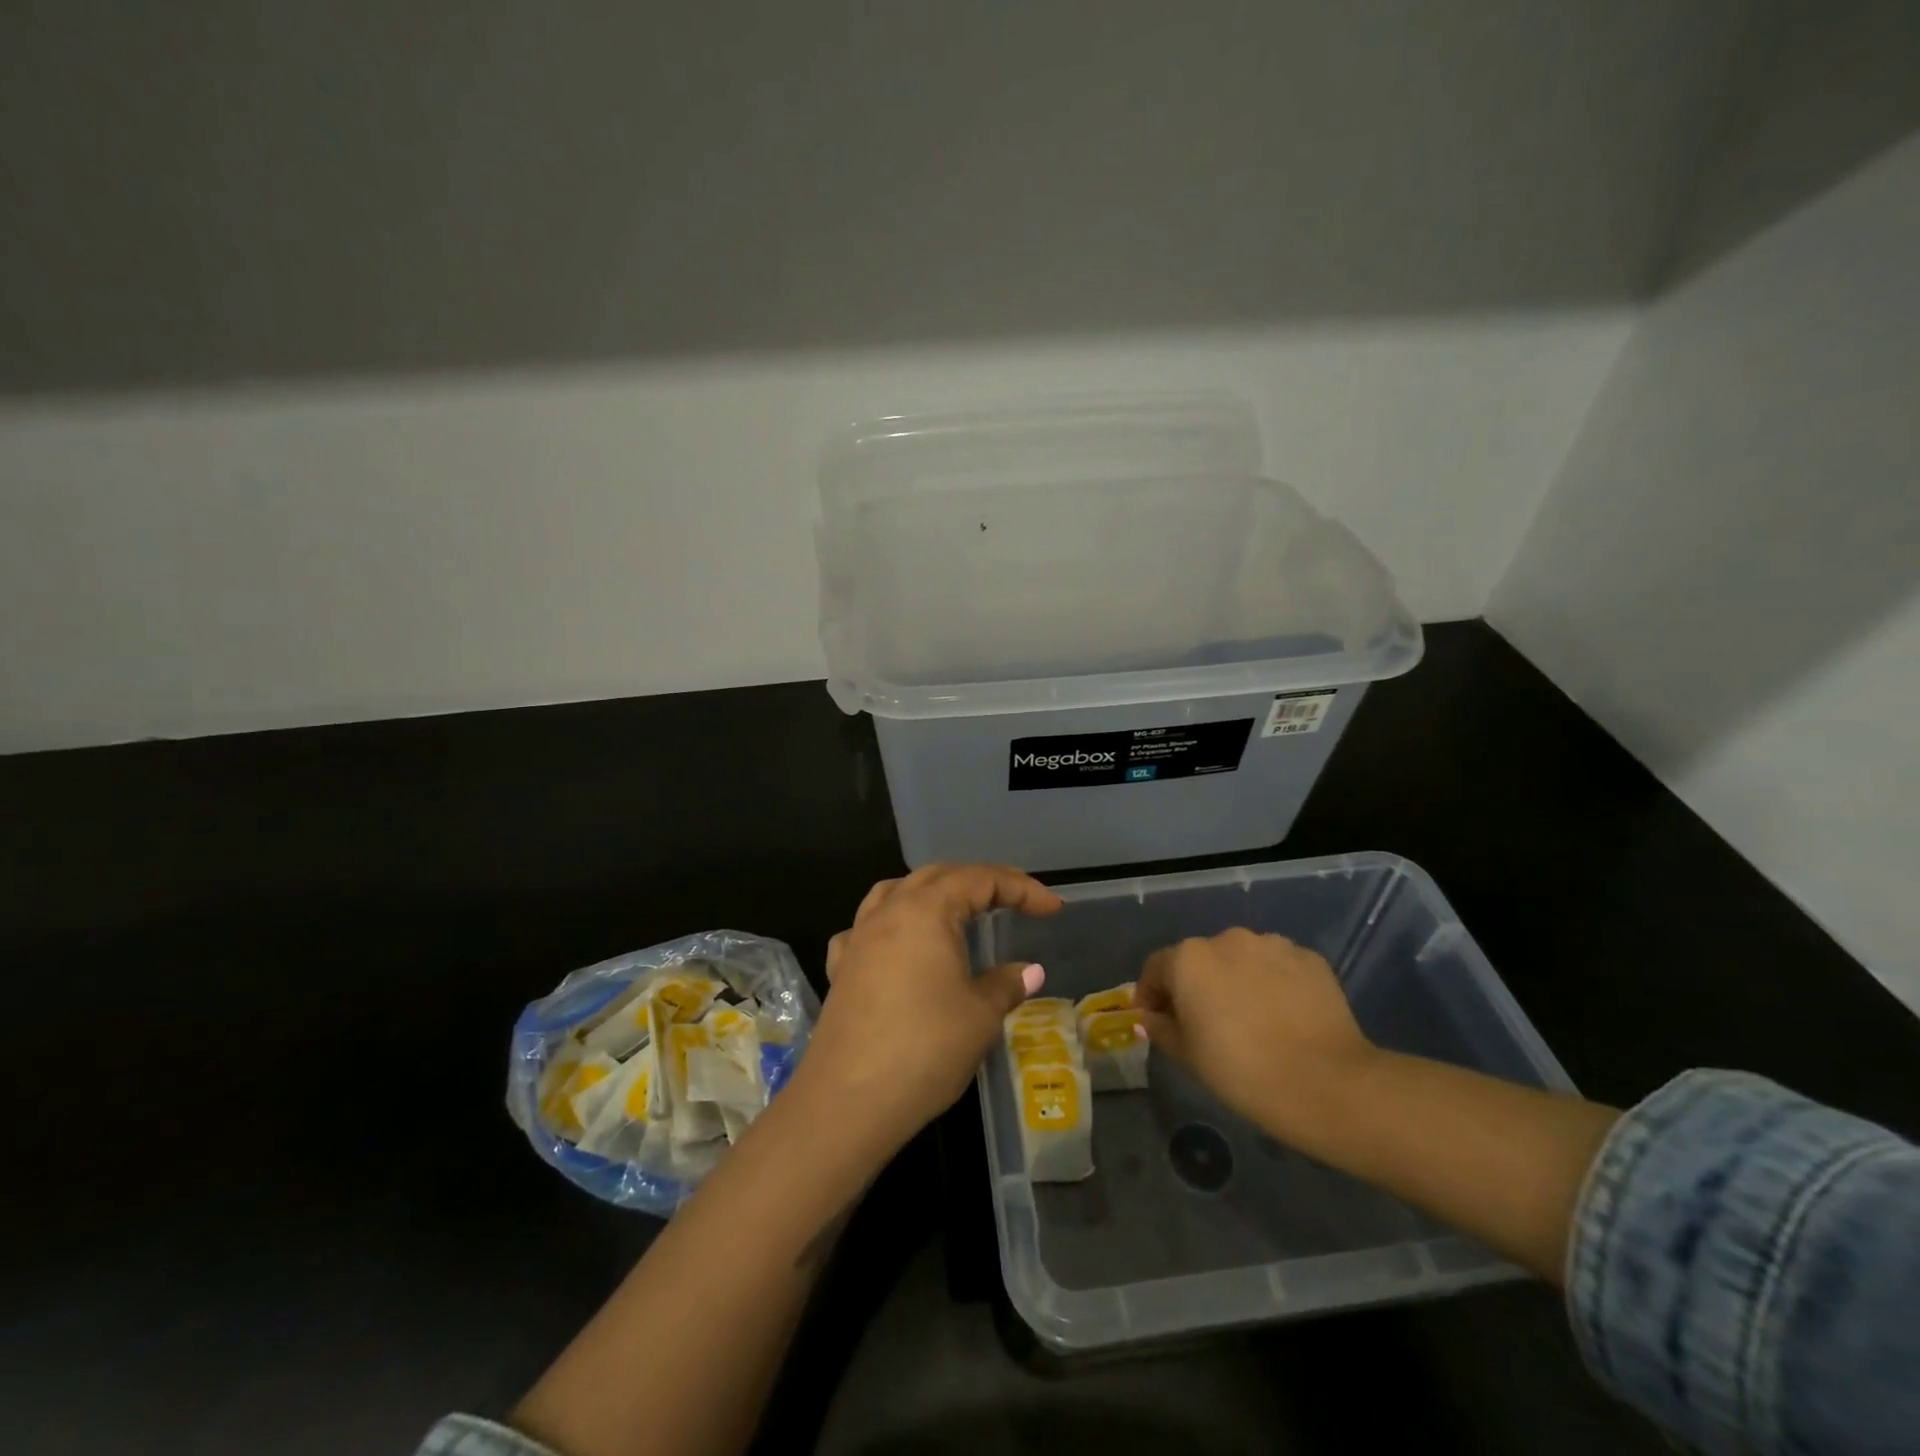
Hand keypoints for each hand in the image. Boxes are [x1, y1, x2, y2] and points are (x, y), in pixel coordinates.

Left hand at [801, 863, 1062, 1151]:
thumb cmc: (925, 1049)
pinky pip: (867, 927)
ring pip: (897, 892)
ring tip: (956, 911)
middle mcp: (889, 911)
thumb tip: (1029, 971)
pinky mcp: (841, 967)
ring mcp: (858, 937)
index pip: (981, 880)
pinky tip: (899, 947)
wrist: (848, 1101)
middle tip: (1014, 900)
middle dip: (979, 882)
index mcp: (926, 910)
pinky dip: (892, 924)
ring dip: (932, 893)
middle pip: (938, 876)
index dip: (1021, 888)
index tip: (1052, 908)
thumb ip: (1006, 984)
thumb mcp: (980, 1016)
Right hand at [1134, 929, 1377, 1137]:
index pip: (1157, 968)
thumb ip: (1162, 1029)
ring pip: (1242, 959)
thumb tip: (1151, 1017)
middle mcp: (1227, 939)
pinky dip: (1274, 983)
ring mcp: (1272, 944)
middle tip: (1206, 1021)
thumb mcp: (1188, 1056)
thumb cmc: (1242, 1071)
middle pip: (1201, 959)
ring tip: (1251, 1017)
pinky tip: (1284, 1015)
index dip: (1152, 993)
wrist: (1326, 1083)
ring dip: (1237, 979)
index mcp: (1189, 959)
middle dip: (1198, 984)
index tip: (1157, 1019)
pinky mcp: (1309, 957)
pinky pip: (1279, 966)